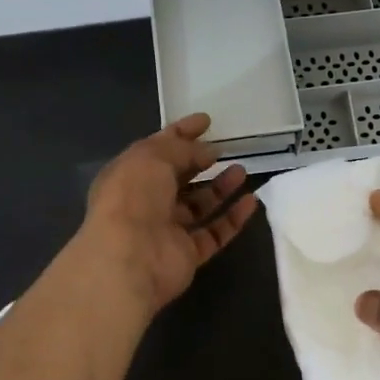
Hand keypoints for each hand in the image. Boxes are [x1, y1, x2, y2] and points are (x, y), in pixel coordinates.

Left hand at [79, 114, 258, 315]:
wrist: (130, 259)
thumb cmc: (134, 198)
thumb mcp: (153, 158)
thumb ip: (182, 149)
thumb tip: (208, 151)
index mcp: (129, 175)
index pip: (157, 148)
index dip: (181, 133)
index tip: (206, 121)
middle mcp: (145, 202)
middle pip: (177, 177)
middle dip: (200, 161)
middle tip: (225, 148)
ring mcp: (167, 230)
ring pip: (198, 205)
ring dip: (220, 187)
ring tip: (241, 170)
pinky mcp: (187, 254)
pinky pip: (214, 233)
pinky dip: (232, 218)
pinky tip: (251, 201)